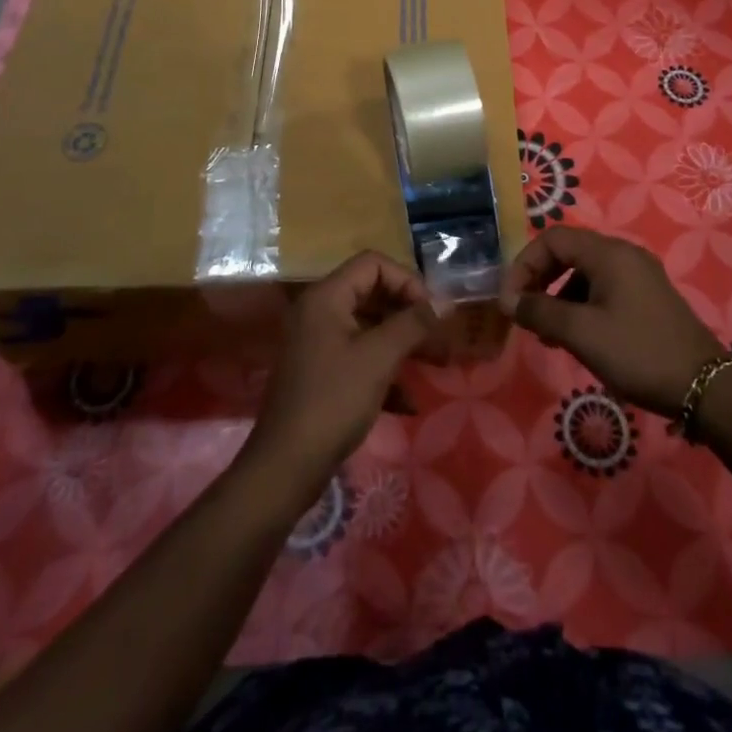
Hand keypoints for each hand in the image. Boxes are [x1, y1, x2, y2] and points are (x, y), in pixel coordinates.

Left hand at [245, 251, 440, 500]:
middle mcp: (319, 312)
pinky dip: (385, 371)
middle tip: (440, 337)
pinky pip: (360, 357)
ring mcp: (318, 344)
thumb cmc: (333, 401)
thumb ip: (414, 324)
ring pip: (369, 328)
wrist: (286, 467)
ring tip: (436, 364)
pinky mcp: (321, 374)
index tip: (431, 311)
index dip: (407, 280)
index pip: (373, 264)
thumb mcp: (379, 358)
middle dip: (410, 314)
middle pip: (373, 293)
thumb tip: (446, 302)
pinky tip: (409, 402)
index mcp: (327, 297)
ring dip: (403, 343)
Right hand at [499, 226, 725, 417]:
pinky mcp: (648, 297)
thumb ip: (540, 311)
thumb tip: (509, 300)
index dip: (524, 264)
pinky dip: (581, 305)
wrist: (705, 387)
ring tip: (548, 333)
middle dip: (540, 279)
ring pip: (585, 272)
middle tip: (524, 312)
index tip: (510, 300)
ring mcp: (640, 275)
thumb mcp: (581, 333)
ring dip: (559, 295)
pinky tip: (577, 337)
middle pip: (568, 252)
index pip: (552, 239)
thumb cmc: (638, 353)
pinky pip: (604, 289)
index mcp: (608, 253)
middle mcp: (624, 254)